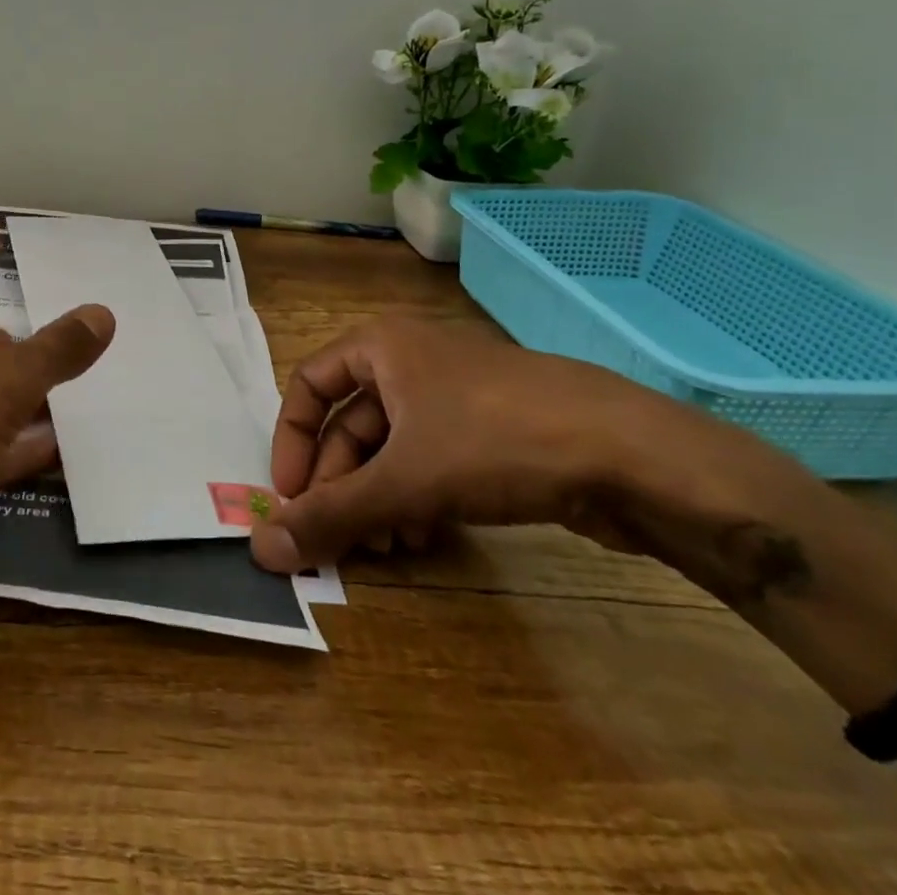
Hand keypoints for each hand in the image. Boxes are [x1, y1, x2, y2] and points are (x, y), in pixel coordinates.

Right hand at [249, 316, 708, 574]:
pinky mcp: (492, 426)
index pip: (308, 386)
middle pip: (350, 422)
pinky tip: (426, 535)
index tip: (292, 497)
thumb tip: (262, 550)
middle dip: (342, 483)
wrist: (634, 454)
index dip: (293, 442)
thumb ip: (332, 516)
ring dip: (378, 497)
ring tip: (387, 546)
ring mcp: (456, 392)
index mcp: (380, 346)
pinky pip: (432, 456)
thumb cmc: (497, 442)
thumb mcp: (405, 481)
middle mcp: (411, 358)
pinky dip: (417, 494)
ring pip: (393, 445)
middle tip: (339, 538)